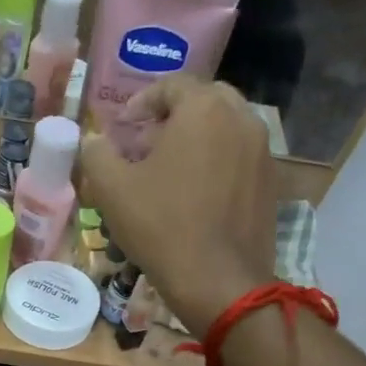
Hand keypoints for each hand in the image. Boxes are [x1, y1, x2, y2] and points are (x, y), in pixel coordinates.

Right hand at [80, 77, 275, 336]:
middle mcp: (241, 118)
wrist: (218, 280)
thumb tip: (94, 142)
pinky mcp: (271, 183)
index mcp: (203, 109)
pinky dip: (216, 163)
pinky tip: (194, 195)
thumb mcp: (111, 189)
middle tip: (147, 143)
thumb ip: (96, 154)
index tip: (123, 125)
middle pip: (205, 101)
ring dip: (196, 138)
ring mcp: (262, 151)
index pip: (172, 85)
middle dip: (173, 116)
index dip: (142, 101)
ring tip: (170, 170)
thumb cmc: (161, 226)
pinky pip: (239, 158)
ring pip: (225, 129)